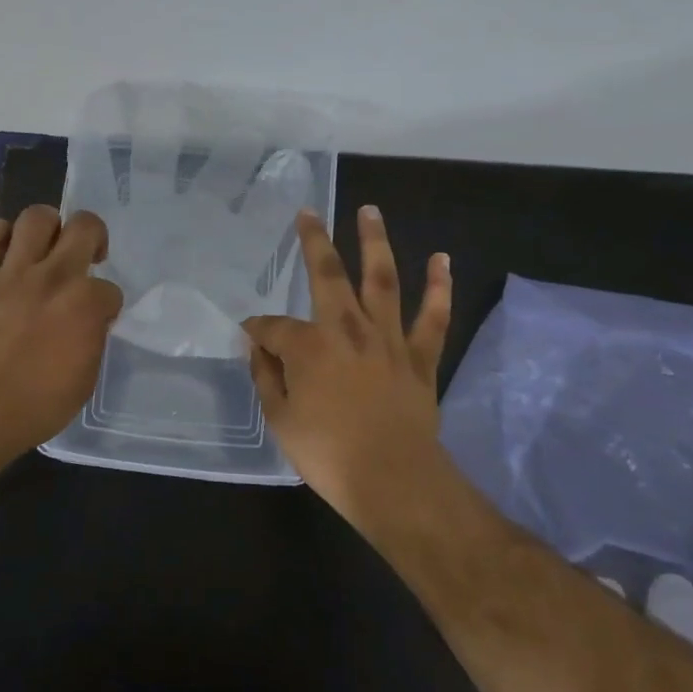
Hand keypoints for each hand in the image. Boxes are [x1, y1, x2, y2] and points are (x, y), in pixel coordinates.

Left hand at [0, 206, 124, 456]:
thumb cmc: (36, 407)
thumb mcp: (85, 378)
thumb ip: (92, 338)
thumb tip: (89, 320)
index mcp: (85, 305)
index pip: (109, 289)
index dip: (106, 305)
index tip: (97, 318)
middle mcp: (52, 278)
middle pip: (84, 226)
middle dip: (93, 236)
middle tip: (86, 256)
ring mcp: (10, 274)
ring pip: (36, 218)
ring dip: (49, 227)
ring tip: (47, 247)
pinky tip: (5, 251)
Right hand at [243, 206, 452, 520]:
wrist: (393, 480)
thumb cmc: (328, 453)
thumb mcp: (280, 419)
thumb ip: (266, 377)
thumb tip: (256, 346)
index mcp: (309, 346)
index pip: (274, 327)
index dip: (258, 331)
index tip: (251, 337)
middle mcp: (347, 329)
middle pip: (328, 275)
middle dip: (314, 241)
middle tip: (309, 213)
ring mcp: (388, 339)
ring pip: (381, 280)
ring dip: (375, 242)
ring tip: (370, 211)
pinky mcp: (420, 357)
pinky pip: (432, 317)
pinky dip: (438, 288)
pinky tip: (441, 260)